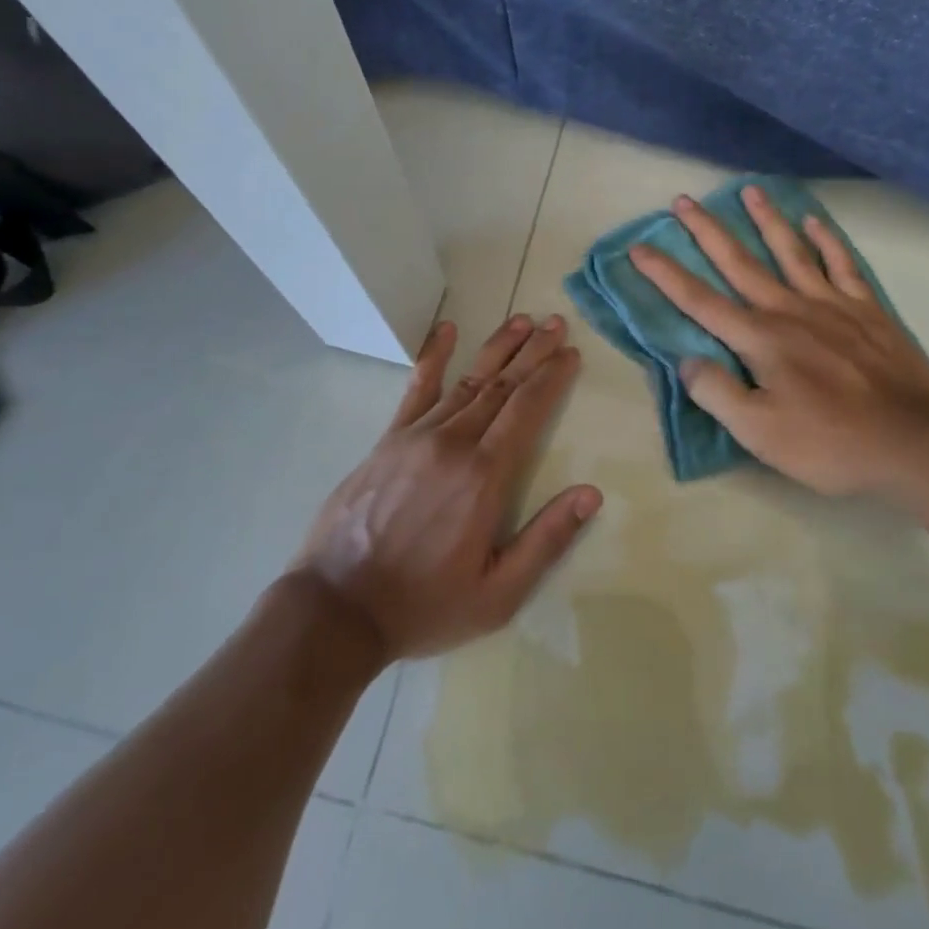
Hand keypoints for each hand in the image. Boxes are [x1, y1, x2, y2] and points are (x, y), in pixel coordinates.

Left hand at [290, 314, 600, 662]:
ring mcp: (417, 436)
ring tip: (521, 320)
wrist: (337, 608)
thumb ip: (547, 540)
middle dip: (533, 352)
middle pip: (502, 385)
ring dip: (498, 347)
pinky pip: (416, 388)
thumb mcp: (498, 594)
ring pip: (467, 380)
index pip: (527, 410)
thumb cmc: (424, 605)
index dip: (551, 378)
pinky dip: (434, 356)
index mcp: (484, 476)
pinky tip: (447, 330)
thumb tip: (591, 493)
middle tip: (556, 323)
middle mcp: (454, 443)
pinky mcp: (388, 439)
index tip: (571, 353)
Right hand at [630, 186, 928, 498]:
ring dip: (766, 219)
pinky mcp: (866, 309)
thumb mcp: (760, 433)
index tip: (639, 247)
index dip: (665, 274)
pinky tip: (814, 221)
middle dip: (706, 231)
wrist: (914, 442)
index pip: (699, 301)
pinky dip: (826, 240)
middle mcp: (788, 309)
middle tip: (682, 201)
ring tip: (748, 189)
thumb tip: (686, 360)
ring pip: (790, 251)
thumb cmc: (830, 443)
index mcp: (759, 339)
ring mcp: (830, 304)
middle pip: (739, 262)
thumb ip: (717, 393)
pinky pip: (842, 264)